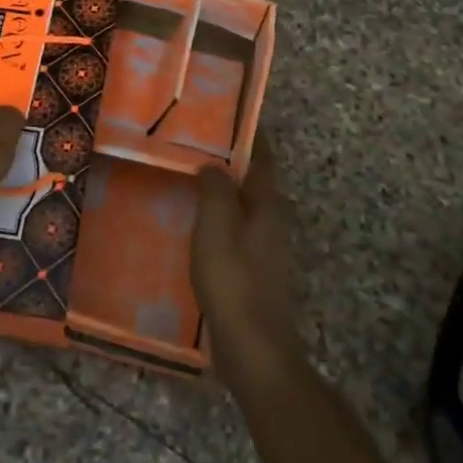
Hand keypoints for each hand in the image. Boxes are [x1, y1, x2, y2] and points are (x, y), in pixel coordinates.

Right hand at [193, 134, 301, 374]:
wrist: (254, 348)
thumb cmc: (233, 279)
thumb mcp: (216, 226)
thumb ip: (215, 189)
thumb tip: (214, 164)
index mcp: (268, 204)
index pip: (263, 157)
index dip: (250, 134)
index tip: (227, 114)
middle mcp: (273, 221)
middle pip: (255, 181)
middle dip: (232, 161)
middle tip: (197, 145)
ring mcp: (267, 249)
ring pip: (244, 208)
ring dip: (223, 192)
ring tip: (189, 180)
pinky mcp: (255, 272)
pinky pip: (236, 232)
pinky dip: (219, 221)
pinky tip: (195, 227)